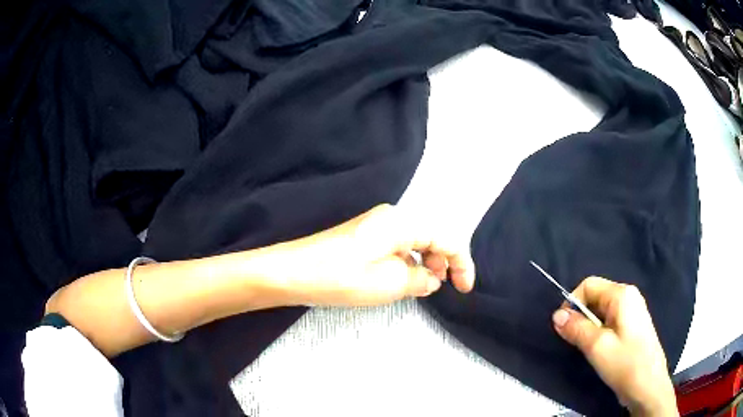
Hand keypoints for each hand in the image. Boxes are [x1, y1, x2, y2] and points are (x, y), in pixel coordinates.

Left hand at [276, 204, 475, 305]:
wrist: (291, 272)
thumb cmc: (342, 277)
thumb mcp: (390, 283)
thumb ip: (420, 280)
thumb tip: (431, 278)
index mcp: (402, 222)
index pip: (446, 238)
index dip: (461, 264)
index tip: (465, 289)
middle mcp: (391, 217)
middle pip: (431, 237)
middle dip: (443, 262)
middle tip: (443, 288)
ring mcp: (375, 227)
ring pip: (413, 244)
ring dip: (424, 265)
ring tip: (423, 288)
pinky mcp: (362, 238)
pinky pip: (396, 248)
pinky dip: (406, 265)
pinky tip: (401, 281)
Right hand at [551, 277, 677, 416]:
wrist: (648, 386)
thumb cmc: (625, 363)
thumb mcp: (597, 347)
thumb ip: (576, 328)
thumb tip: (556, 315)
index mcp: (622, 294)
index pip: (588, 285)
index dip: (572, 303)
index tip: (564, 328)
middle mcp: (628, 296)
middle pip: (595, 296)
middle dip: (581, 316)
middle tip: (576, 341)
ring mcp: (632, 311)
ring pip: (601, 311)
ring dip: (589, 326)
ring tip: (588, 348)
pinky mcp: (632, 326)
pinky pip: (609, 321)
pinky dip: (598, 331)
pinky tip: (600, 349)